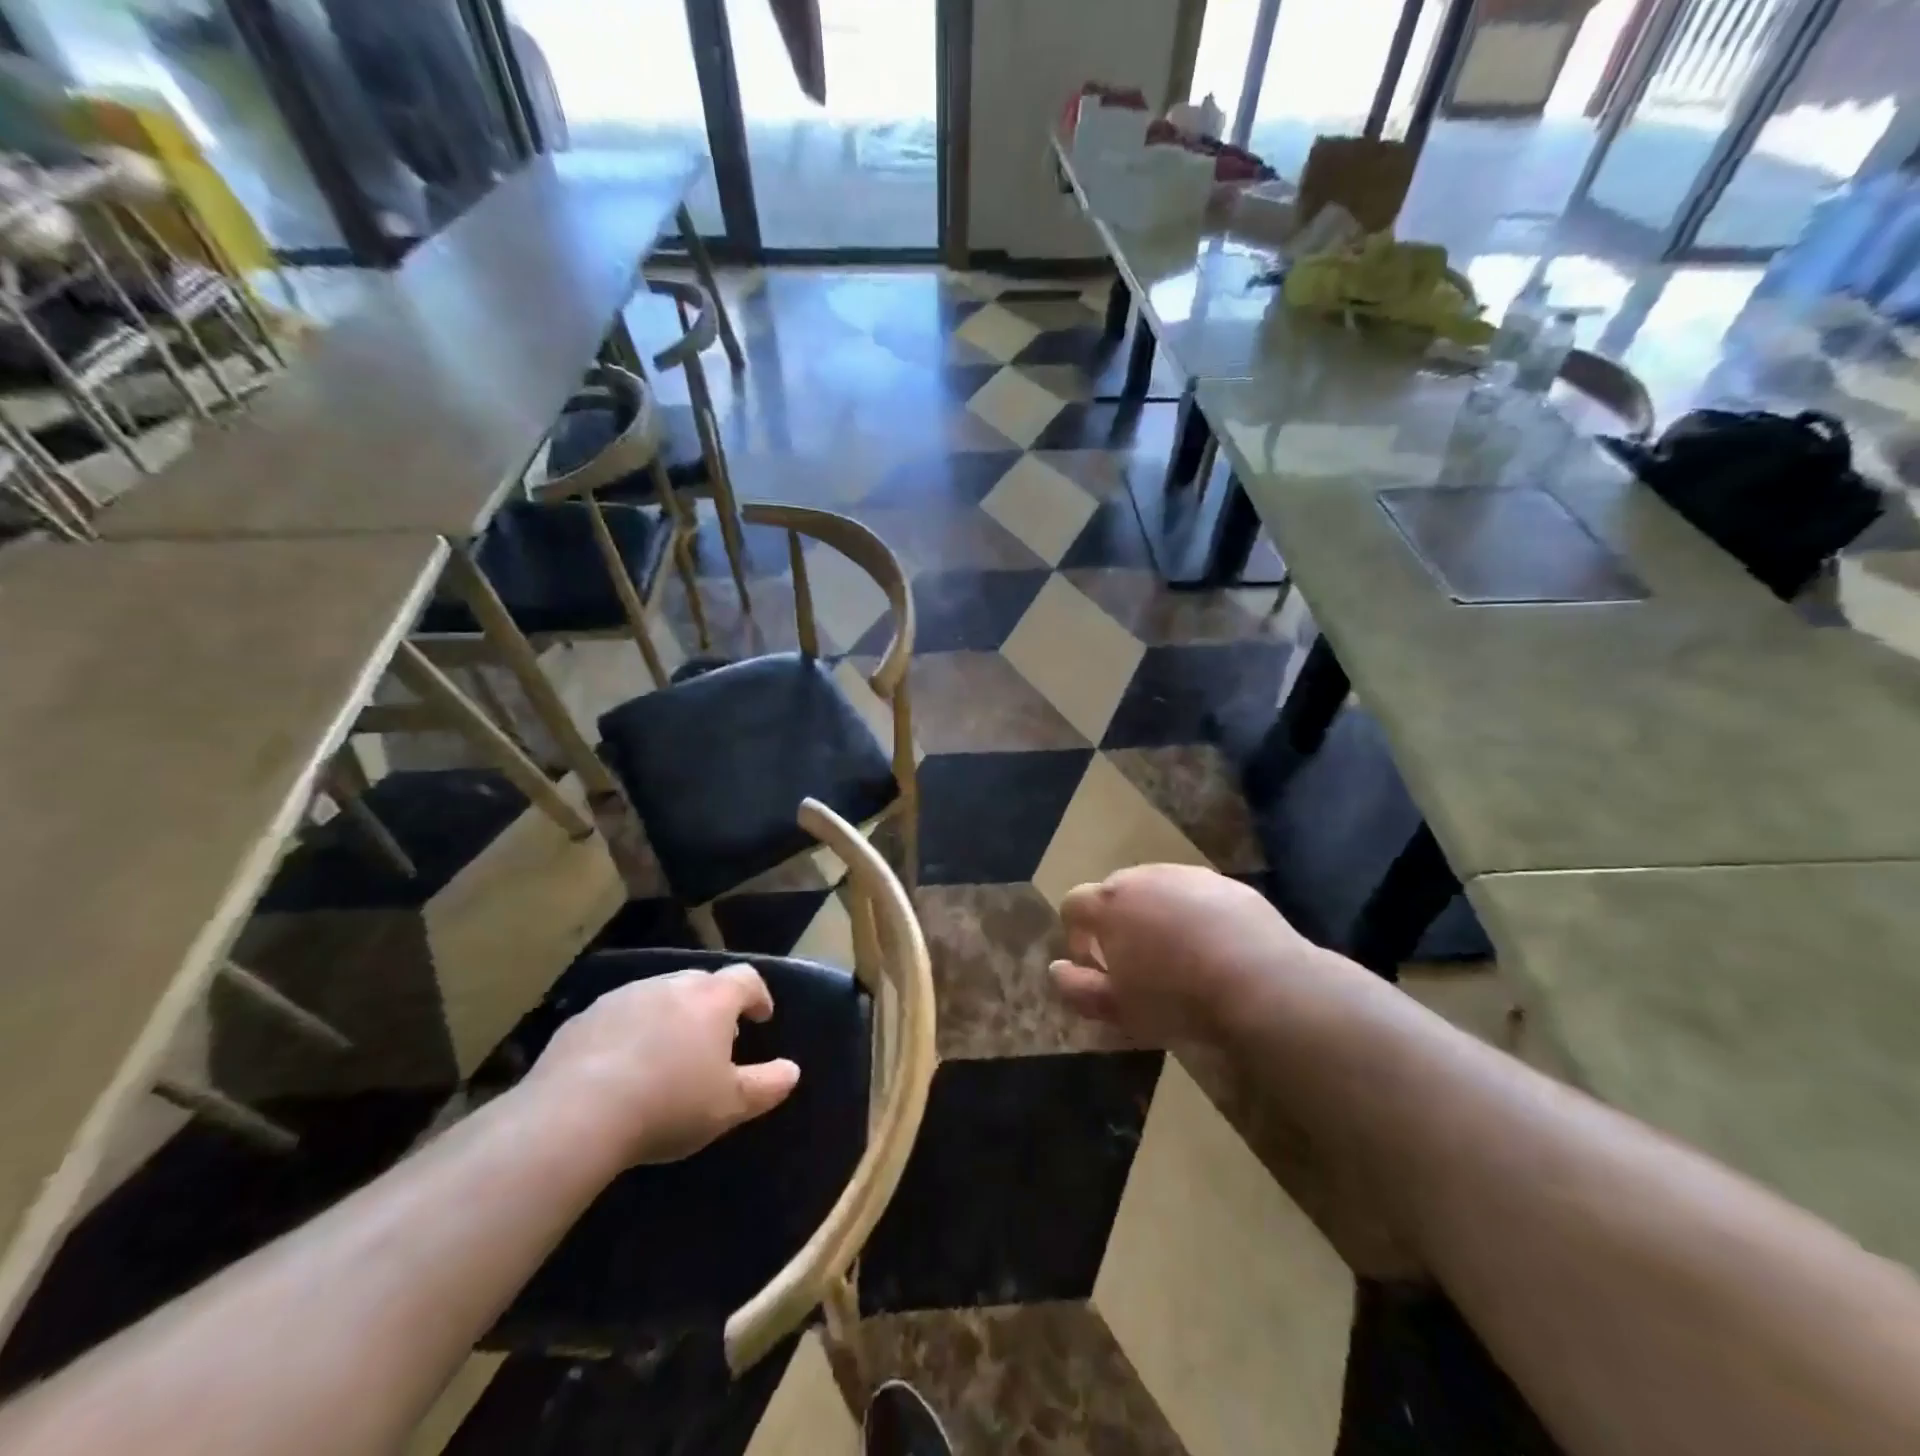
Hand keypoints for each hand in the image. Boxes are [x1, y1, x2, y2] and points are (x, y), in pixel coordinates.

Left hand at [521, 966, 799, 1167]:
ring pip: (658, 996)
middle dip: (713, 1006)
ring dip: (670, 1016)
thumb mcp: (729, 1106)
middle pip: (701, 983)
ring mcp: (624, 997)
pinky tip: (620, 1066)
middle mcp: (671, 986)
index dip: (757, 995)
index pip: (746, 979)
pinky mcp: (584, 1017)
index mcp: (712, 999)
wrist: (575, 1115)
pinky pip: (619, 1016)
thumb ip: (766, 1085)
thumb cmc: (668, 1104)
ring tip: (667, 1054)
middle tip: (715, 1038)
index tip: (760, 1016)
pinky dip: (629, 1031)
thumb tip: (792, 1070)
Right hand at [1050, 864, 1324, 1042]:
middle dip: (1115, 922)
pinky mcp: (1226, 883)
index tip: (1093, 965)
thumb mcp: (1118, 1008)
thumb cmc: (1176, 999)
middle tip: (1134, 962)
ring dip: (1155, 916)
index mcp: (1109, 904)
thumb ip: (1077, 988)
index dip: (1075, 934)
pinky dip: (1194, 915)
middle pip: (1114, 892)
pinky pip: (1196, 895)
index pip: (1073, 904)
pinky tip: (1214, 949)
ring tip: (1176, 956)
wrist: (1261, 982)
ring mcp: (1187, 875)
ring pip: (1157, 891)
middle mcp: (1143, 877)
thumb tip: (1056, 969)